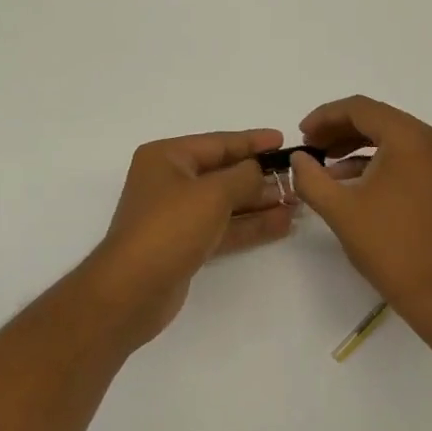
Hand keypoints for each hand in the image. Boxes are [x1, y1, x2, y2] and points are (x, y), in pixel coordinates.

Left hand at [84, 128, 294, 345]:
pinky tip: (282, 224)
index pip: (218, 143)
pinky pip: (224, 228)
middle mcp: (170, 182)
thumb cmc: (170, 228)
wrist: (133, 290)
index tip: (284, 140)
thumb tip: (259, 170)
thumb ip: (243, 176)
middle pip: (223, 173)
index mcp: (167, 157)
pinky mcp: (186, 245)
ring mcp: (177, 216)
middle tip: (298, 177)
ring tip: (298, 202)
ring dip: (260, 202)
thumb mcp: (213, 193)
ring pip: (227, 203)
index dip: (252, 142)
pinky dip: (250, 226)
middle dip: (260, 176)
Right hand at [290, 96, 431, 313]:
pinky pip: (405, 156)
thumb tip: (298, 158)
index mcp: (410, 138)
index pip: (361, 109)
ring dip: (356, 146)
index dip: (325, 117)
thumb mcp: (340, 210)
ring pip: (392, 137)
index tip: (301, 135)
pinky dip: (377, 161)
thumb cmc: (390, 247)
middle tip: (309, 148)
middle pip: (378, 119)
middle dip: (339, 131)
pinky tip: (349, 180)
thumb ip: (311, 178)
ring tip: (323, 165)